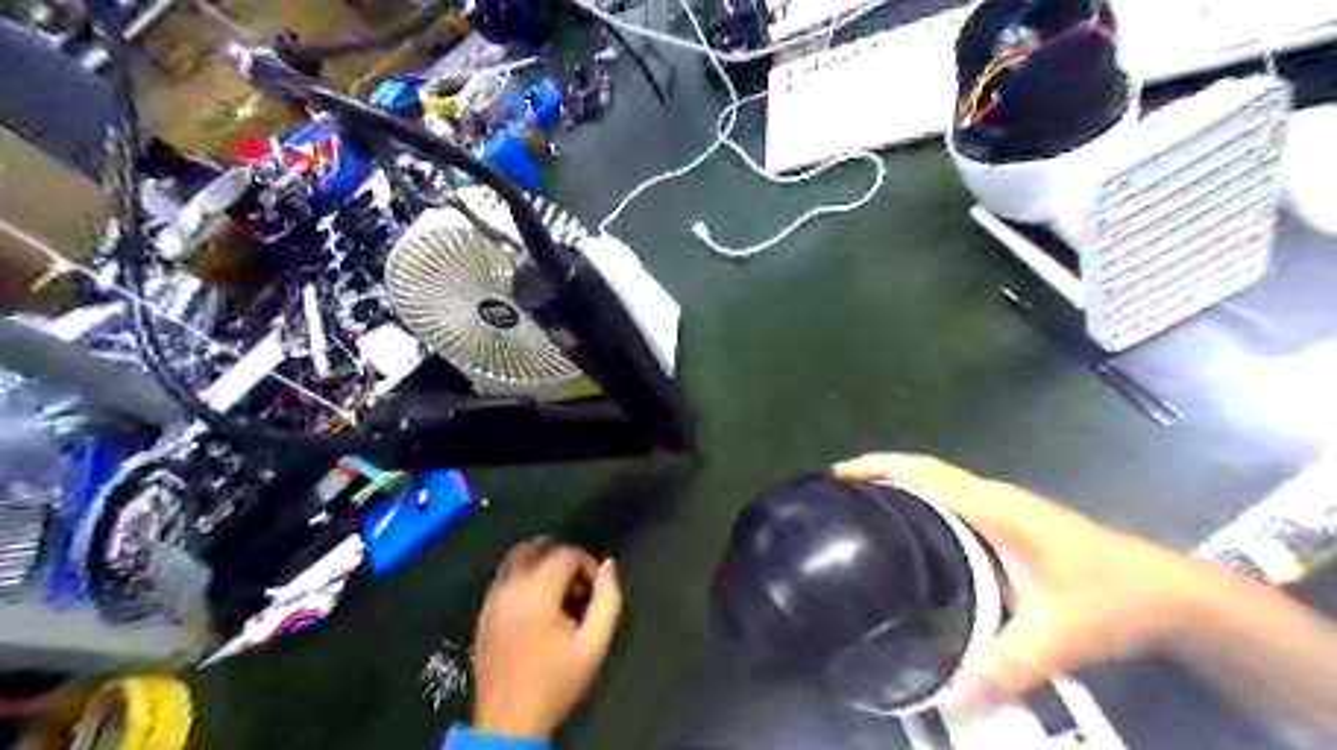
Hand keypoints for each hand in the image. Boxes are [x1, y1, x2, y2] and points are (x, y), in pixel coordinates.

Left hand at [473, 546, 623, 736]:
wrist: (509, 722)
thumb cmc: (556, 682)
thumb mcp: (595, 644)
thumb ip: (608, 599)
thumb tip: (608, 565)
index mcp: (537, 593)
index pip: (565, 553)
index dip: (586, 562)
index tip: (594, 587)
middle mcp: (510, 588)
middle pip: (535, 548)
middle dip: (561, 557)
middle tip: (576, 583)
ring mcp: (492, 600)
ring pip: (514, 559)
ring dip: (539, 563)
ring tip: (557, 588)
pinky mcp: (482, 614)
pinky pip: (502, 578)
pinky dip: (521, 577)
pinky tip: (535, 603)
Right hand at [834, 453, 1218, 712]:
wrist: (1171, 593)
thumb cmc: (1113, 597)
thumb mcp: (1058, 634)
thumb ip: (1005, 666)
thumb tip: (947, 700)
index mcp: (991, 507)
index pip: (922, 472)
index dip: (876, 467)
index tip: (835, 476)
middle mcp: (989, 498)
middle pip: (919, 472)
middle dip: (874, 475)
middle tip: (831, 500)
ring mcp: (999, 509)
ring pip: (934, 487)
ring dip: (895, 489)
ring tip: (856, 514)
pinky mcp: (1006, 525)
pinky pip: (948, 504)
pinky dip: (918, 507)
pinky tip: (907, 539)